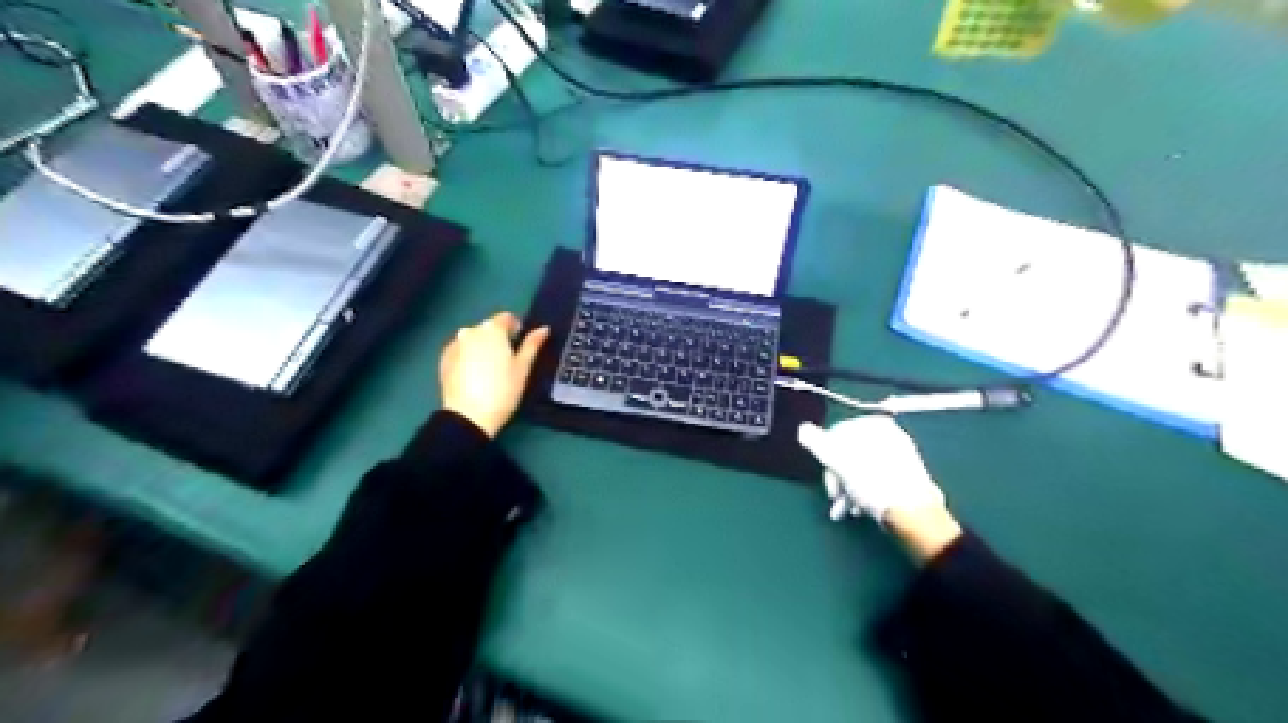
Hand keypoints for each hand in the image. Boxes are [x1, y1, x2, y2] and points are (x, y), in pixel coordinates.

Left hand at [437, 309, 546, 433]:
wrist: (468, 415)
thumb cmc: (503, 390)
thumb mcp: (523, 368)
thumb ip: (532, 345)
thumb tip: (543, 329)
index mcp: (492, 329)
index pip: (507, 318)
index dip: (516, 329)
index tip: (519, 346)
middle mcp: (470, 331)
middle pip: (488, 328)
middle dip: (497, 338)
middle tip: (506, 361)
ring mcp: (454, 344)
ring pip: (473, 338)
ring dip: (481, 346)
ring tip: (489, 369)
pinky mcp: (443, 359)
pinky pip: (460, 350)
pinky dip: (468, 356)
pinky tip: (473, 375)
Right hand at [796, 419, 941, 525]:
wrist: (912, 511)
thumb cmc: (871, 482)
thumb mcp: (837, 461)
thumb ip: (817, 443)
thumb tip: (802, 429)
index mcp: (873, 425)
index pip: (836, 435)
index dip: (826, 460)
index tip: (826, 482)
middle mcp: (889, 435)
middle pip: (850, 454)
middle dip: (839, 479)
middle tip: (836, 500)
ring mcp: (899, 455)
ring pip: (862, 469)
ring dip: (850, 489)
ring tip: (848, 510)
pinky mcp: (906, 474)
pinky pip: (876, 477)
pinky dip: (866, 490)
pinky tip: (862, 508)